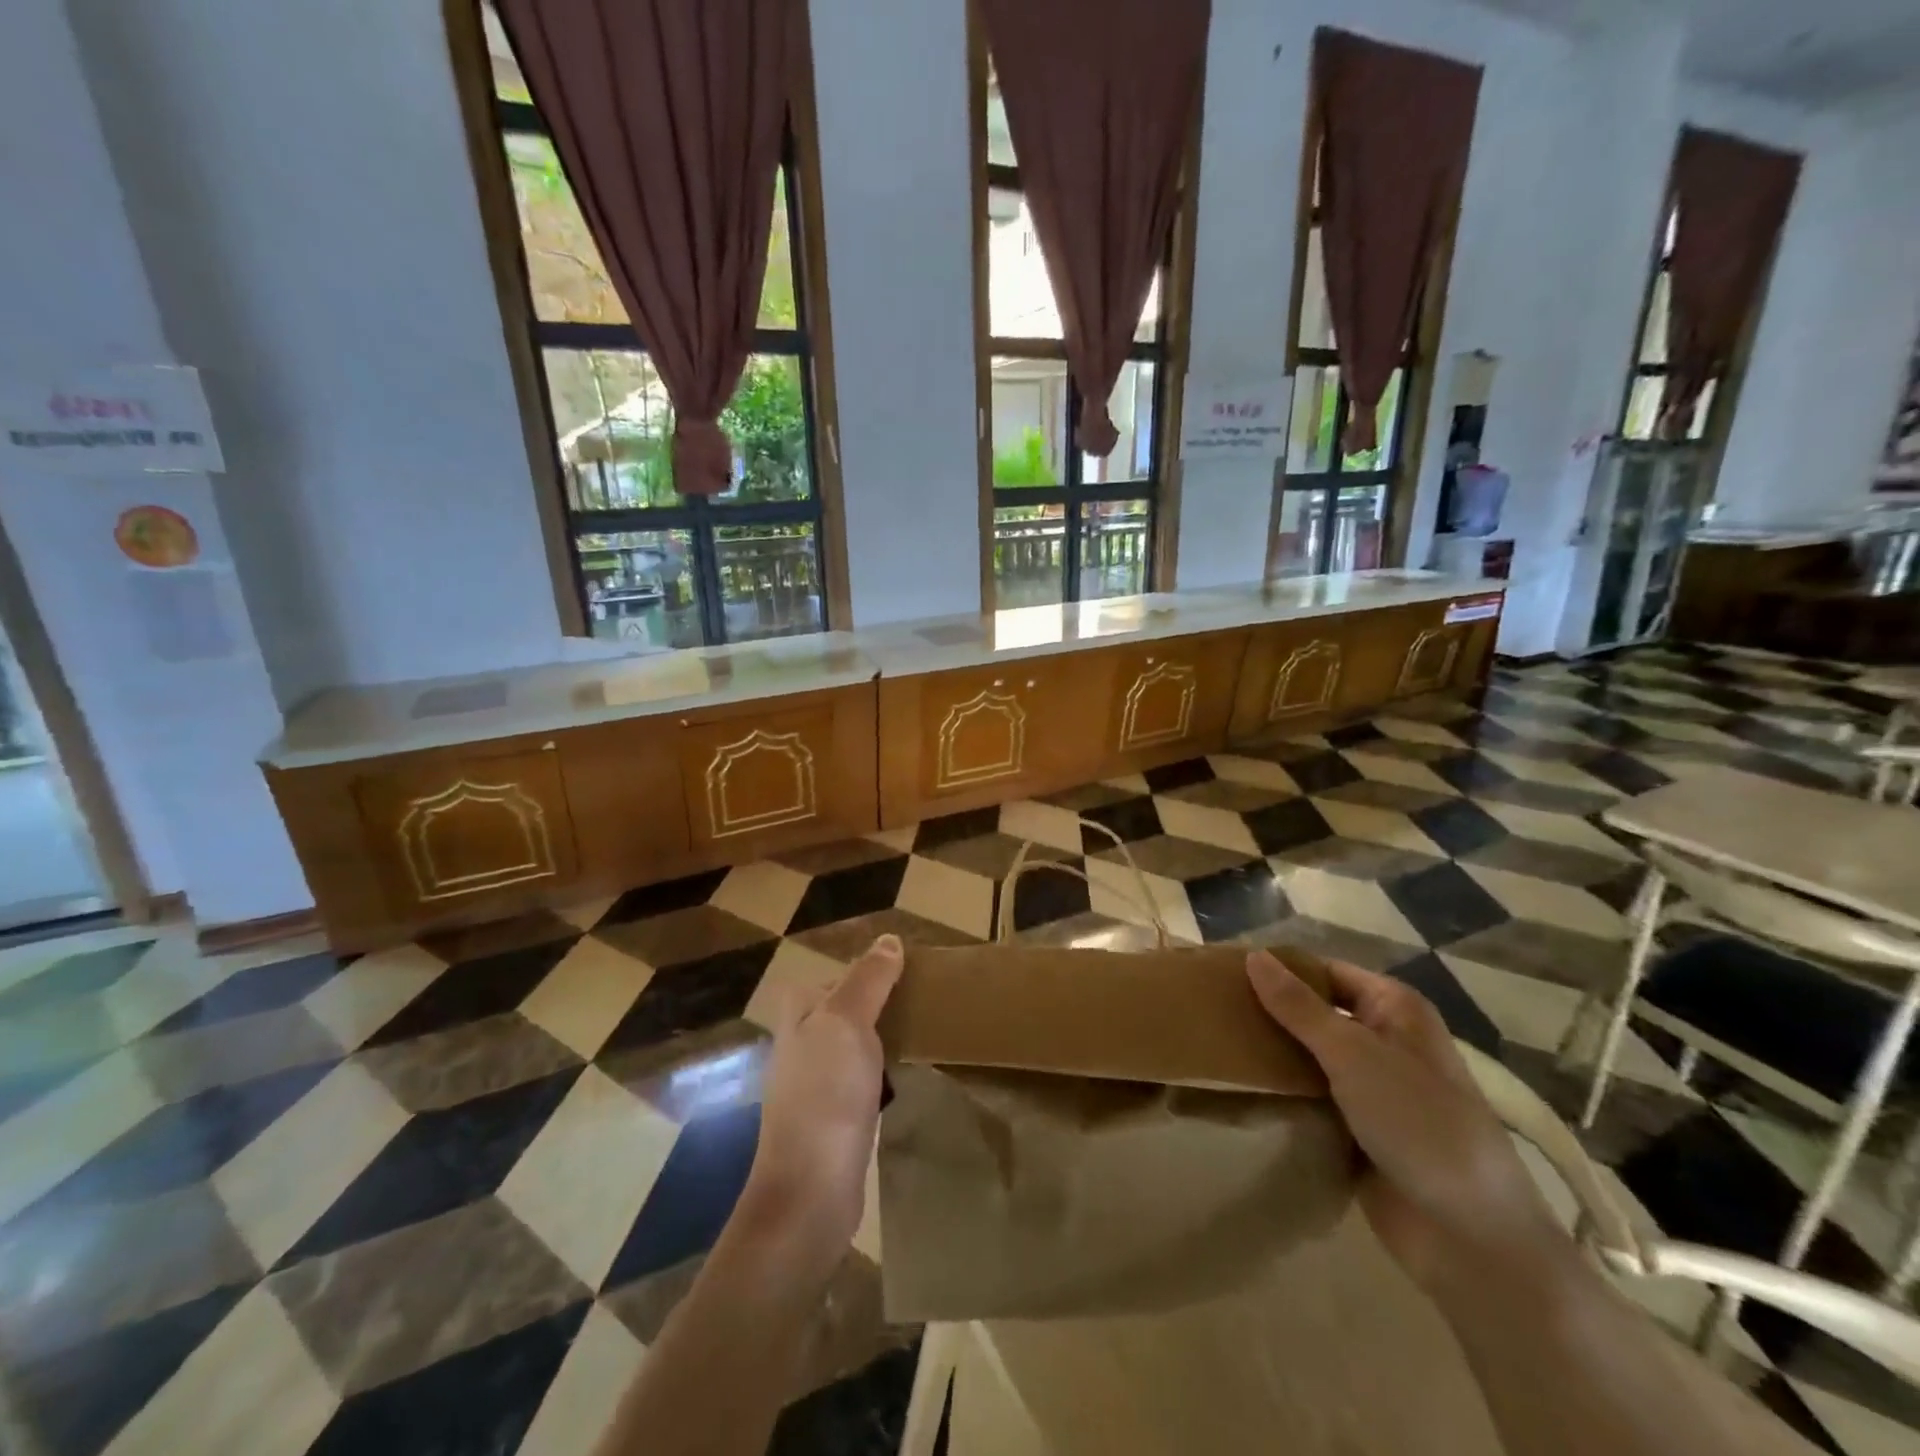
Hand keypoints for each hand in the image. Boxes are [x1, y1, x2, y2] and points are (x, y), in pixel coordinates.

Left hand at [740, 935, 902, 1273]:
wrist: (810, 1192)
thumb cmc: (827, 1095)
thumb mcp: (848, 1021)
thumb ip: (868, 979)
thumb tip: (889, 939)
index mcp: (799, 1013)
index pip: (841, 975)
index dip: (874, 972)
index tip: (915, 975)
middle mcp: (800, 1042)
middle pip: (848, 1008)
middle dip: (882, 1005)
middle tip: (925, 1004)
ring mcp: (813, 1083)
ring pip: (855, 1044)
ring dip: (884, 1040)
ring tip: (923, 1035)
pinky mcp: (831, 1117)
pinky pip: (861, 1079)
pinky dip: (882, 1074)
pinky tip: (903, 1079)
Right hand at [1246, 950, 1566, 1294]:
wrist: (1468, 1236)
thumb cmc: (1418, 1123)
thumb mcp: (1353, 1053)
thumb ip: (1298, 1006)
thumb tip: (1253, 955)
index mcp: (1394, 1008)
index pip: (1324, 971)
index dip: (1279, 970)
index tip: (1224, 972)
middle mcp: (1384, 1040)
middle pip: (1314, 1012)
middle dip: (1269, 1011)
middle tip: (1211, 1008)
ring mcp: (1371, 1087)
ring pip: (1308, 1055)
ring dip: (1271, 1052)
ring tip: (1213, 1041)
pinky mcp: (1356, 1128)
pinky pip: (1310, 1095)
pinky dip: (1282, 1089)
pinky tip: (1240, 1084)